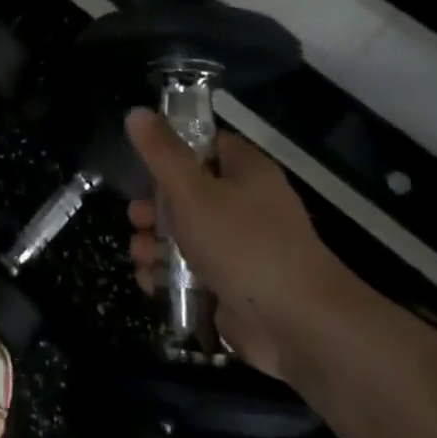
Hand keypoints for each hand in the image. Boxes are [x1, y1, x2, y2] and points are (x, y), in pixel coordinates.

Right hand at [123, 108, 350, 378]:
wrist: (300, 326)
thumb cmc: (244, 245)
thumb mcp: (193, 192)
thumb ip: (161, 153)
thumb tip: (136, 112)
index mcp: (245, 172)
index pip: (205, 144)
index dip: (172, 149)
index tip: (142, 163)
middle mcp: (246, 205)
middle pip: (188, 193)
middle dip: (154, 207)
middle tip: (136, 218)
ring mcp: (241, 248)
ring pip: (186, 235)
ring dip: (156, 244)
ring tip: (140, 256)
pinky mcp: (234, 285)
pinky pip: (193, 272)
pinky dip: (169, 276)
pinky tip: (150, 283)